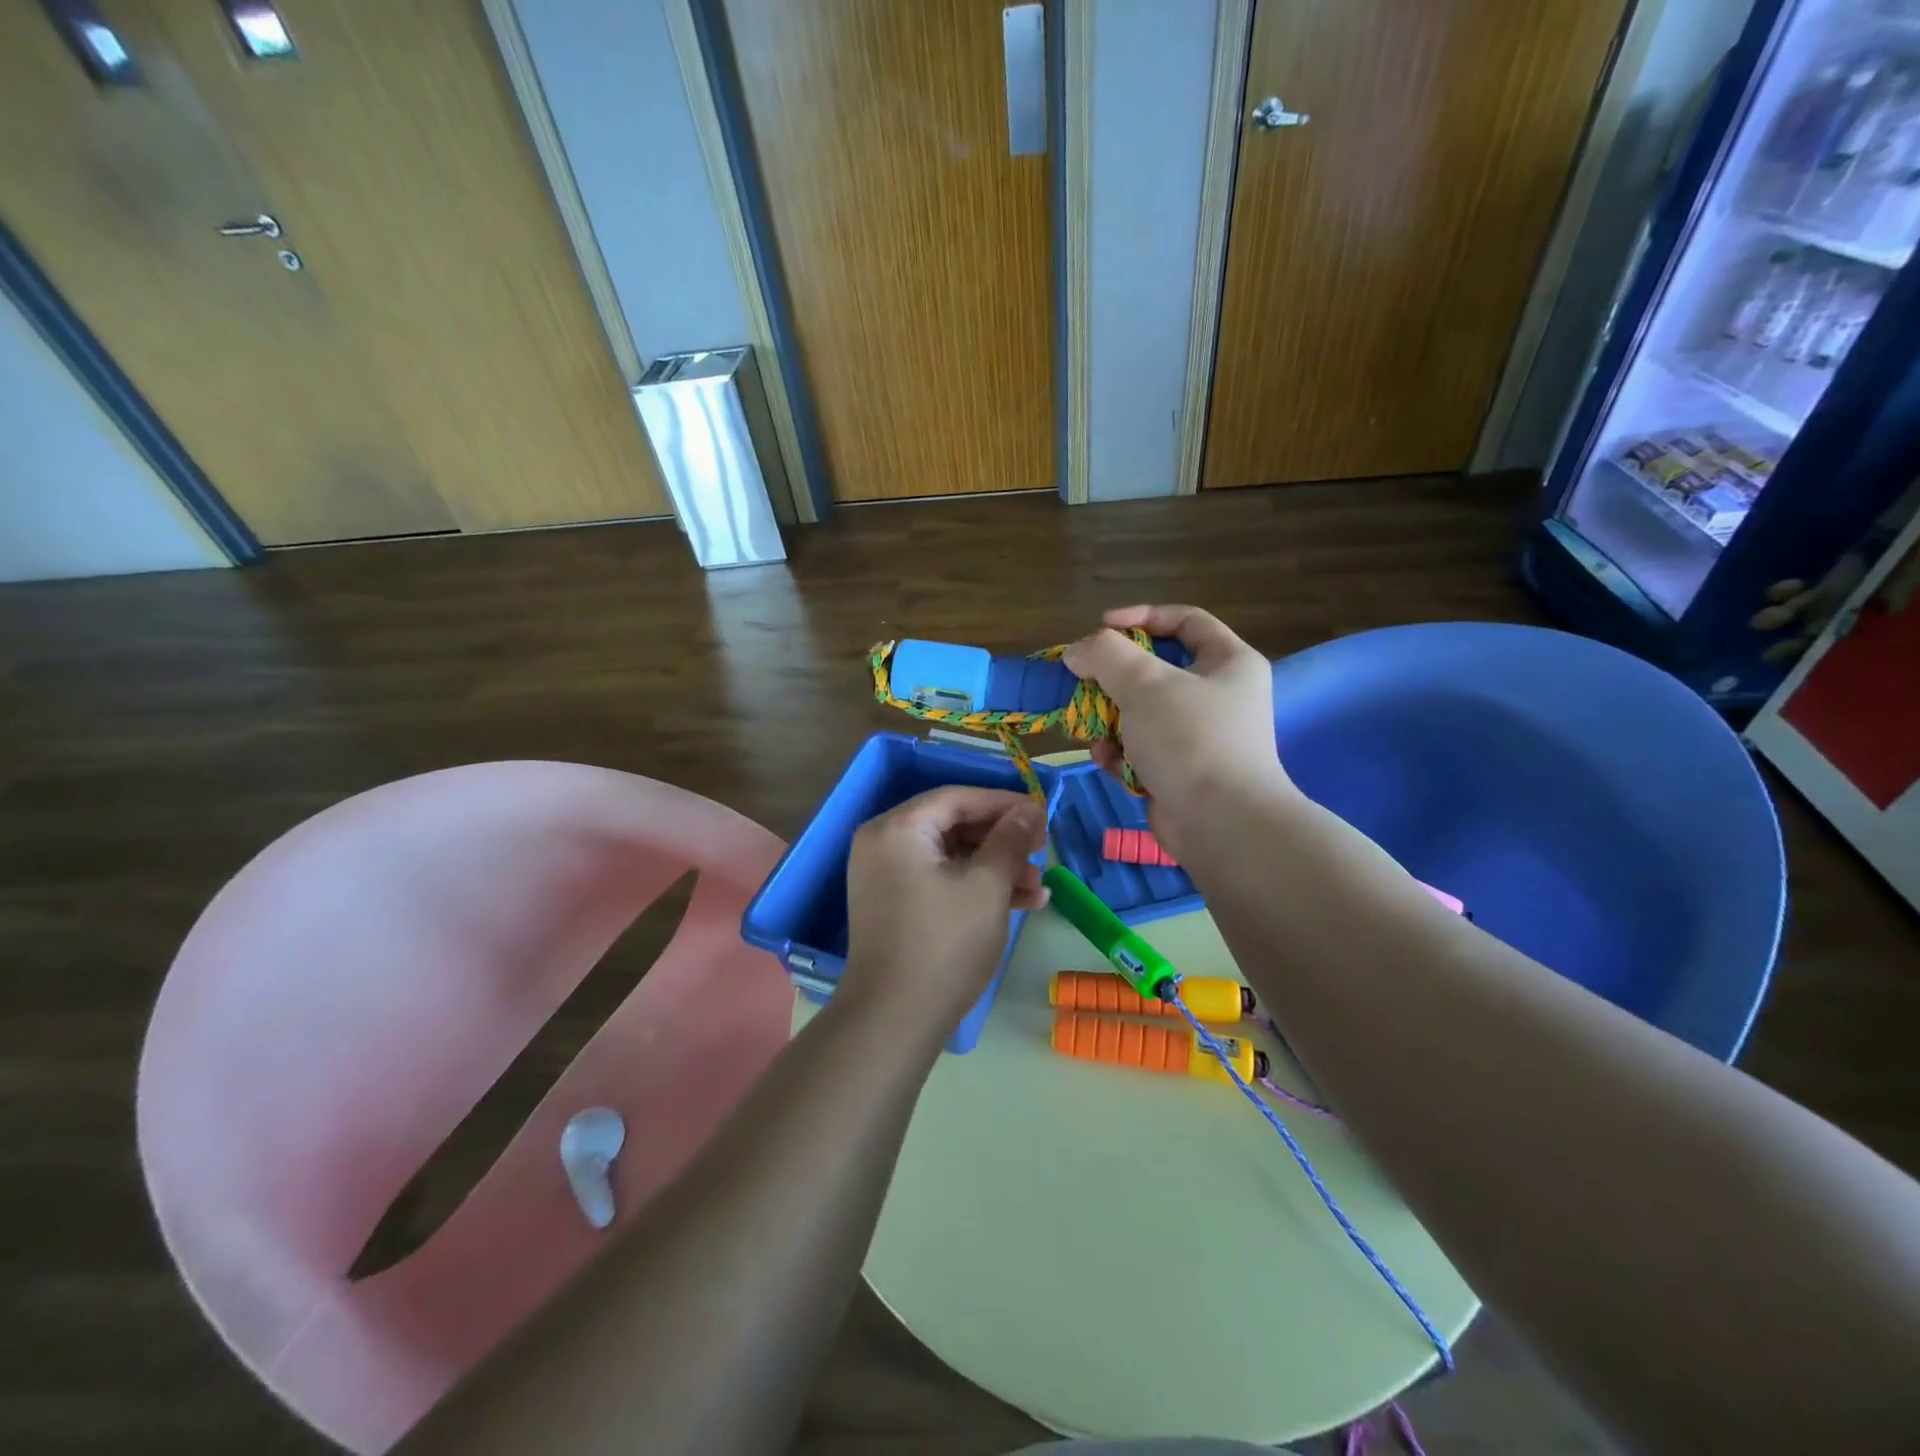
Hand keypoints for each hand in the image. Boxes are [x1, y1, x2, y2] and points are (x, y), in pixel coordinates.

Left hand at [840, 787, 1048, 1042]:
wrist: (894, 1021)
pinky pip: (939, 881)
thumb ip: (1010, 839)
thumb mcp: (987, 886)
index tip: (1043, 814)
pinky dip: (974, 888)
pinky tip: (1020, 904)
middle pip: (953, 825)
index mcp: (898, 829)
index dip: (1004, 803)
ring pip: (950, 856)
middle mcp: (884, 844)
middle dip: (1002, 840)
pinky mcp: (895, 906)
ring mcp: (886, 877)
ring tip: (1038, 887)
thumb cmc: (944, 943)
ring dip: (995, 867)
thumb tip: (1029, 809)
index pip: (957, 798)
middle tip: (1042, 851)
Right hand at [1062, 605, 1294, 858]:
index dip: (1142, 617)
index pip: (1185, 621)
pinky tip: (1110, 763)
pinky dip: (1121, 754)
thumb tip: (1077, 651)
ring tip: (1095, 733)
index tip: (1102, 626)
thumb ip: (1106, 655)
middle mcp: (1218, 696)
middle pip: (1155, 671)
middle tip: (1084, 684)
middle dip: (1114, 680)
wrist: (1221, 825)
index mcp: (1228, 663)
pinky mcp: (1180, 772)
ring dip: (1110, 721)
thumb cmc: (1190, 740)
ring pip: (1140, 713)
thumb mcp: (1145, 683)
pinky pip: (1141, 750)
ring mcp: (1199, 737)